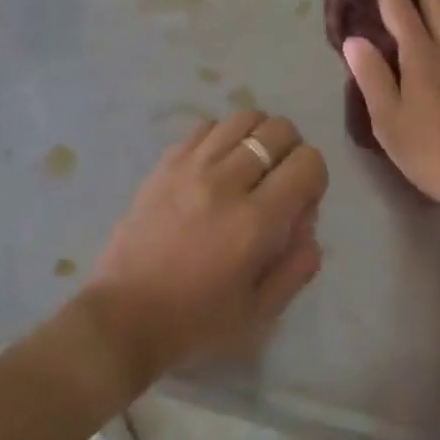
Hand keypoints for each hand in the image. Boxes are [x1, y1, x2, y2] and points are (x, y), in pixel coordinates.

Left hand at [84, 110, 326, 384]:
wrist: (124, 315)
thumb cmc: (196, 322)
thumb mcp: (261, 312)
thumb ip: (298, 264)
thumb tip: (309, 221)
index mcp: (255, 222)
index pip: (308, 162)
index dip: (315, 177)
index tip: (302, 201)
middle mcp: (226, 182)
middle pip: (278, 129)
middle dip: (292, 149)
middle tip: (280, 179)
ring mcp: (191, 166)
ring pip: (243, 118)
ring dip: (258, 136)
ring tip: (251, 165)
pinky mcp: (166, 162)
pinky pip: (207, 126)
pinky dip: (223, 136)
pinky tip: (218, 164)